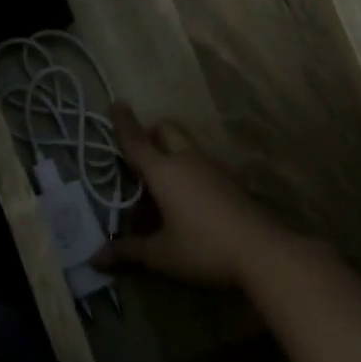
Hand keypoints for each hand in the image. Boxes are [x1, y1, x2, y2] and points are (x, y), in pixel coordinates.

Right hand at [97, 105, 294, 289]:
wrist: (264, 254)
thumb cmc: (203, 248)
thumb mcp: (160, 254)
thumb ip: (128, 251)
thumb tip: (96, 259)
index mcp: (164, 171)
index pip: (136, 141)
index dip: (122, 123)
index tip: (116, 102)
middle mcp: (187, 162)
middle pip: (166, 131)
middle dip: (150, 135)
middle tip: (137, 157)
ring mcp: (213, 171)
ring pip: (185, 150)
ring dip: (168, 159)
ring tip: (154, 194)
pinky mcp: (230, 185)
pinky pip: (199, 168)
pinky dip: (185, 176)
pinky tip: (182, 207)